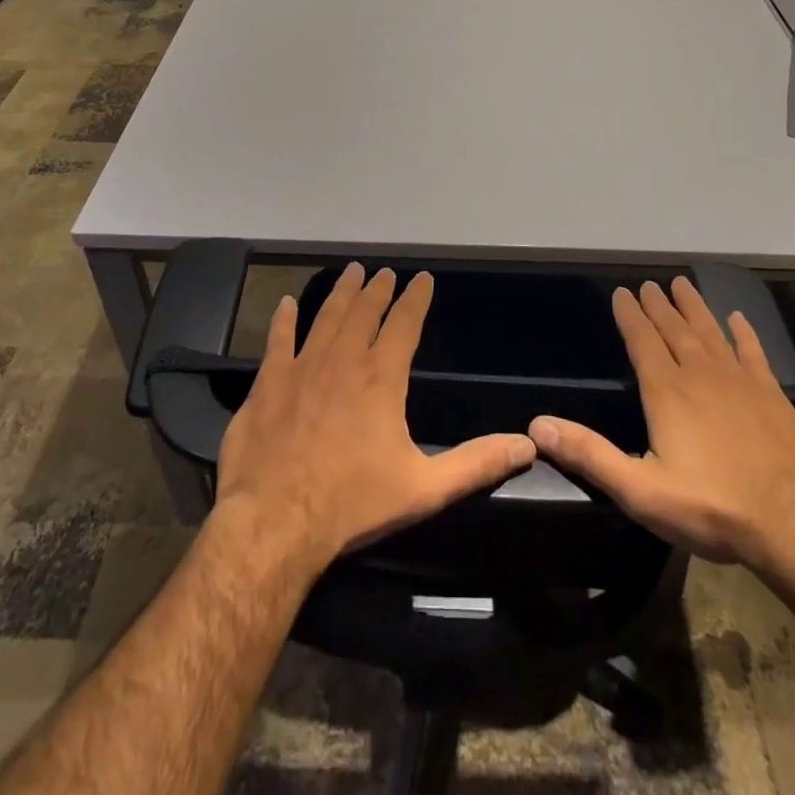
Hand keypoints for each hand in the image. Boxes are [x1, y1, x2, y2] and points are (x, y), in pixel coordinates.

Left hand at [215, 264, 536, 575]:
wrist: (276, 521)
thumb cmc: (353, 504)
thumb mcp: (425, 488)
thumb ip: (476, 464)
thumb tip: (527, 445)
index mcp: (381, 378)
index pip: (404, 324)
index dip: (416, 298)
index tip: (423, 278)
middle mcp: (343, 361)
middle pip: (364, 312)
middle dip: (377, 289)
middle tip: (384, 272)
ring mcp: (301, 368)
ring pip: (325, 318)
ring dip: (340, 294)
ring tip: (350, 272)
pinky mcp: (268, 384)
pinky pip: (277, 340)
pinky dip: (283, 320)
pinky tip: (286, 304)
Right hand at [529, 276, 794, 584]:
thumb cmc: (711, 508)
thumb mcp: (640, 490)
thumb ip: (589, 455)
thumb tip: (537, 426)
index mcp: (667, 391)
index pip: (642, 341)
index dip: (629, 315)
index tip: (622, 292)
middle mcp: (701, 374)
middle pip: (674, 329)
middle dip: (658, 305)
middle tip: (649, 284)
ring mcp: (740, 381)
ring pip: (710, 332)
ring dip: (694, 308)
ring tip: (682, 284)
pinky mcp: (773, 395)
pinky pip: (753, 352)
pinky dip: (744, 333)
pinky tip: (738, 319)